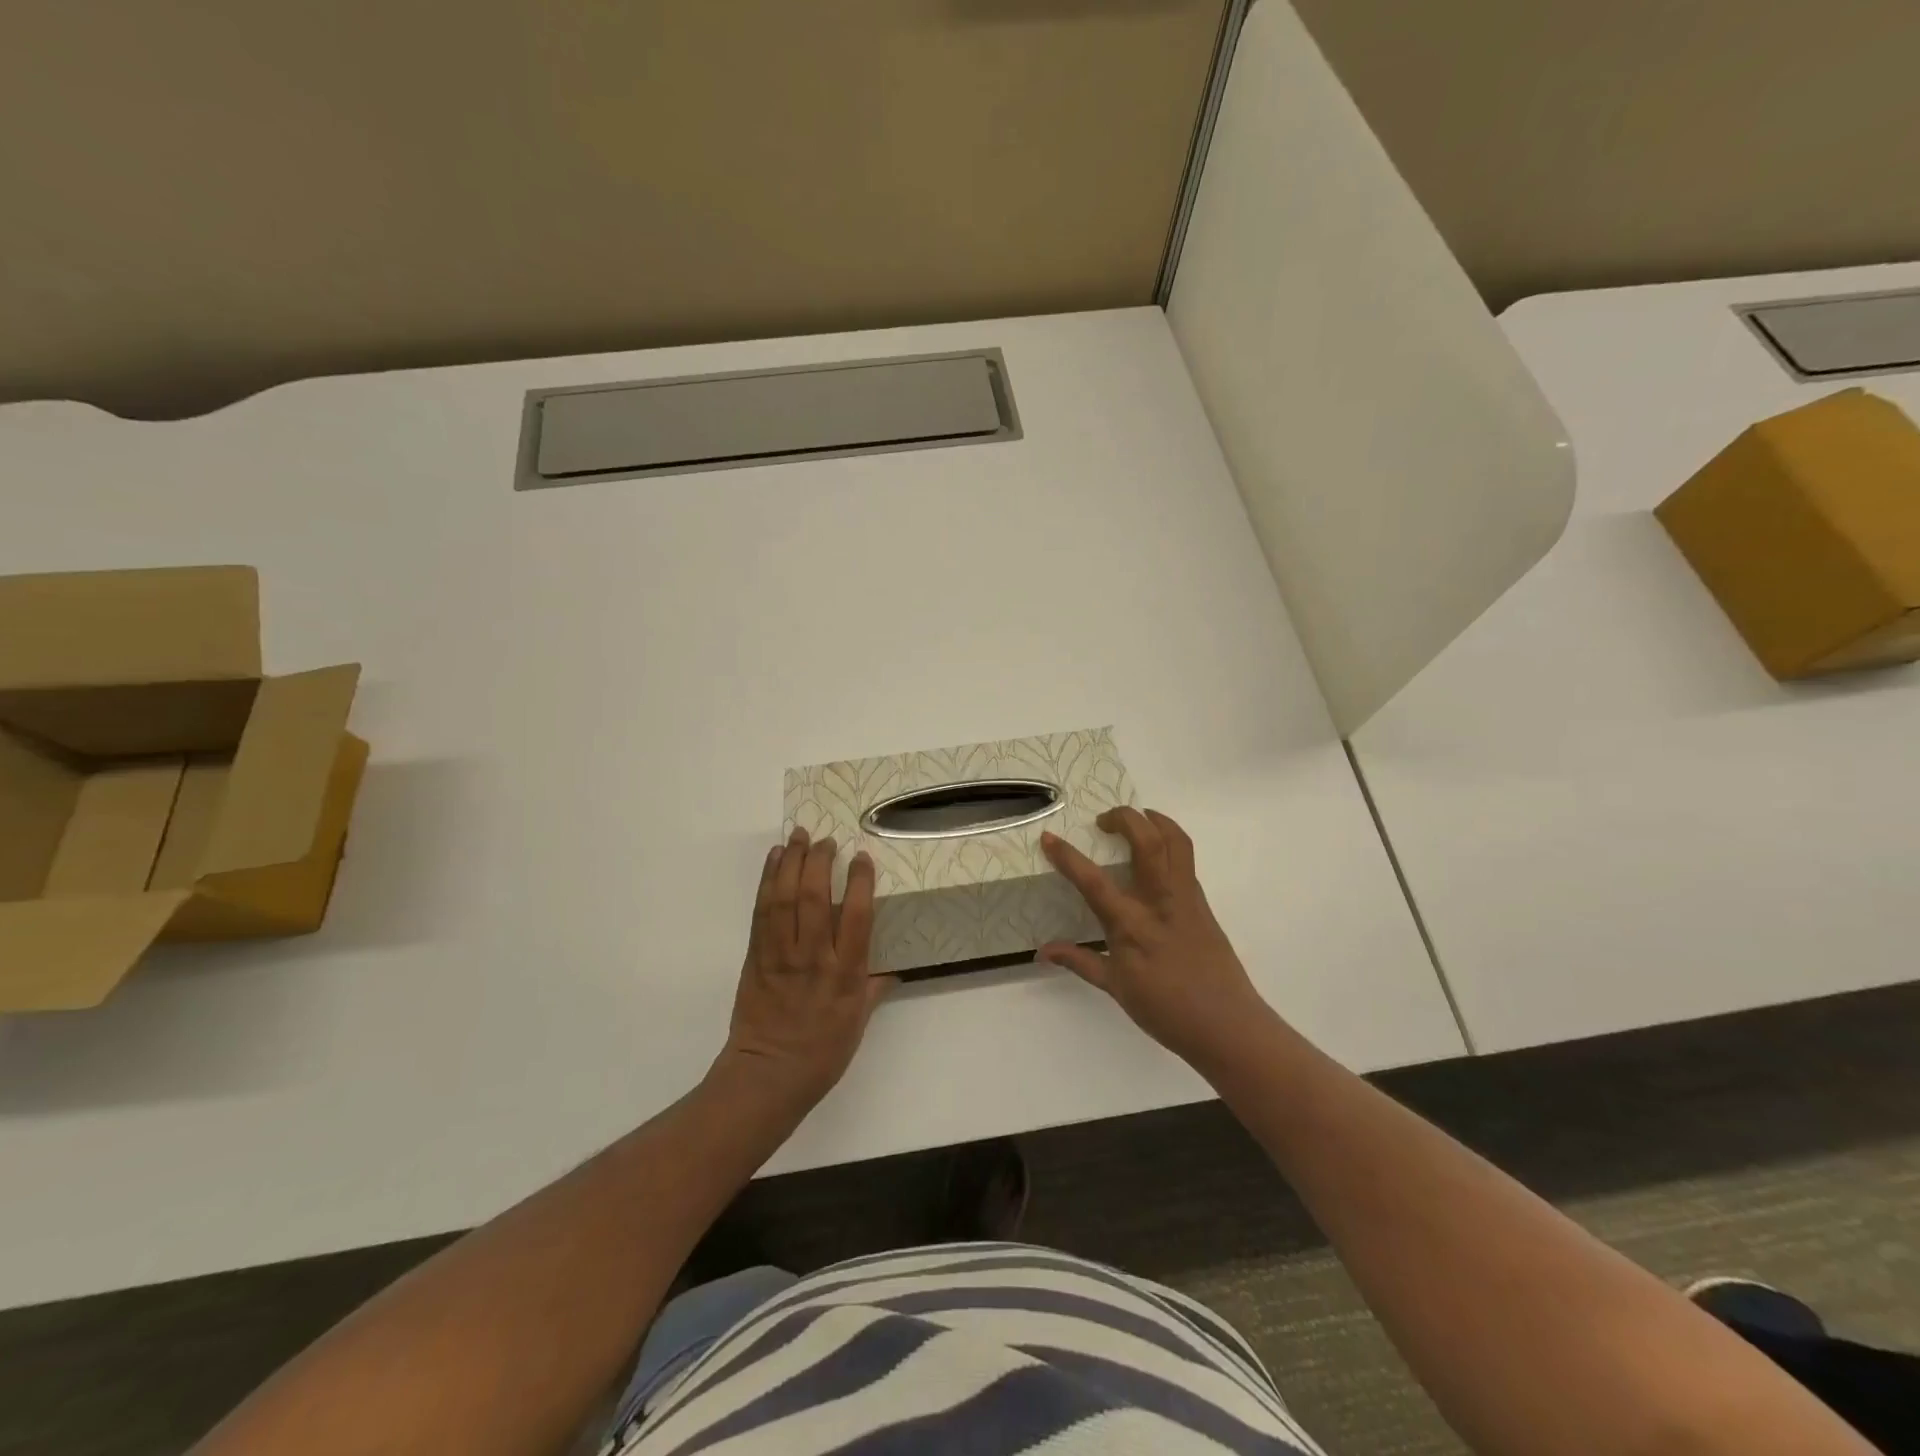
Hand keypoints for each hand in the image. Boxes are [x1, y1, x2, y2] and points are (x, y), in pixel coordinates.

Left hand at [715, 826, 891, 1108]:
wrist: (767, 1075)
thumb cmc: (822, 1053)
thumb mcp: (859, 1022)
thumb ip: (875, 988)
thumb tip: (895, 967)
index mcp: (845, 974)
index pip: (856, 917)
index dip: (860, 882)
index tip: (861, 857)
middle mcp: (813, 957)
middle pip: (815, 897)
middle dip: (819, 861)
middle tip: (825, 840)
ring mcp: (781, 954)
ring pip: (785, 898)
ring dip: (790, 862)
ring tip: (798, 836)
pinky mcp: (756, 956)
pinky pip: (762, 911)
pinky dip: (768, 881)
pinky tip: (774, 861)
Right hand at [1039, 808, 1271, 1069]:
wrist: (1227, 1024)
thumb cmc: (1166, 1011)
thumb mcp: (1116, 988)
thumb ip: (1080, 961)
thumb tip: (1043, 951)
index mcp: (1132, 926)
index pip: (1093, 882)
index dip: (1068, 857)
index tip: (1049, 838)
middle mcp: (1160, 902)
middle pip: (1147, 842)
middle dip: (1125, 818)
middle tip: (1103, 820)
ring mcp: (1186, 898)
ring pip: (1176, 842)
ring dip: (1155, 820)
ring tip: (1137, 818)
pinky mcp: (1202, 902)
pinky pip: (1186, 860)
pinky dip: (1169, 841)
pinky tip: (1156, 852)